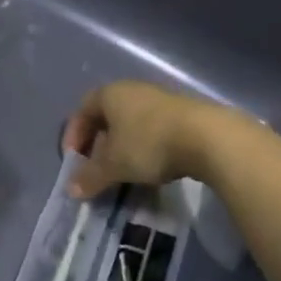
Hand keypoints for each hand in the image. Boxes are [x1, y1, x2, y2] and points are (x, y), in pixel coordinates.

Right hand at [62, 81, 227, 198]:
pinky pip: (153, 130)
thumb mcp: (113, 165)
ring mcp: (160, 100)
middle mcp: (133, 90)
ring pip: (131, 124)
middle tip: (97, 169)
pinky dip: (145, 148)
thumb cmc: (149, 144)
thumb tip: (71, 189)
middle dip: (98, 144)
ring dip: (122, 148)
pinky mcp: (183, 114)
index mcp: (110, 94)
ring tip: (123, 173)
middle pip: (107, 117)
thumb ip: (90, 176)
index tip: (74, 161)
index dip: (73, 136)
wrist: (208, 138)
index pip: (82, 110)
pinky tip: (151, 169)